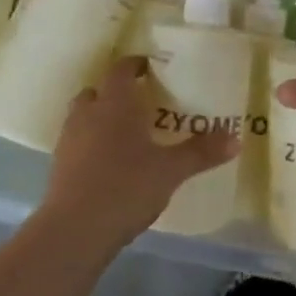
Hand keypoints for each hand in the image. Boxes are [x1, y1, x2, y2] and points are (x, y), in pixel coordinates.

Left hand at [36, 57, 237, 251]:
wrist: (75, 230)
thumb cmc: (127, 187)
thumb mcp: (171, 170)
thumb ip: (201, 152)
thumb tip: (236, 138)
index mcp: (115, 104)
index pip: (121, 70)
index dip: (135, 65)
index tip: (151, 67)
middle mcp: (88, 114)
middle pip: (98, 90)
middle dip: (116, 92)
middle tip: (141, 103)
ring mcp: (69, 140)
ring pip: (84, 116)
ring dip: (101, 117)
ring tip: (126, 134)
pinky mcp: (59, 166)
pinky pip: (77, 142)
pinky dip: (92, 143)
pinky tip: (111, 163)